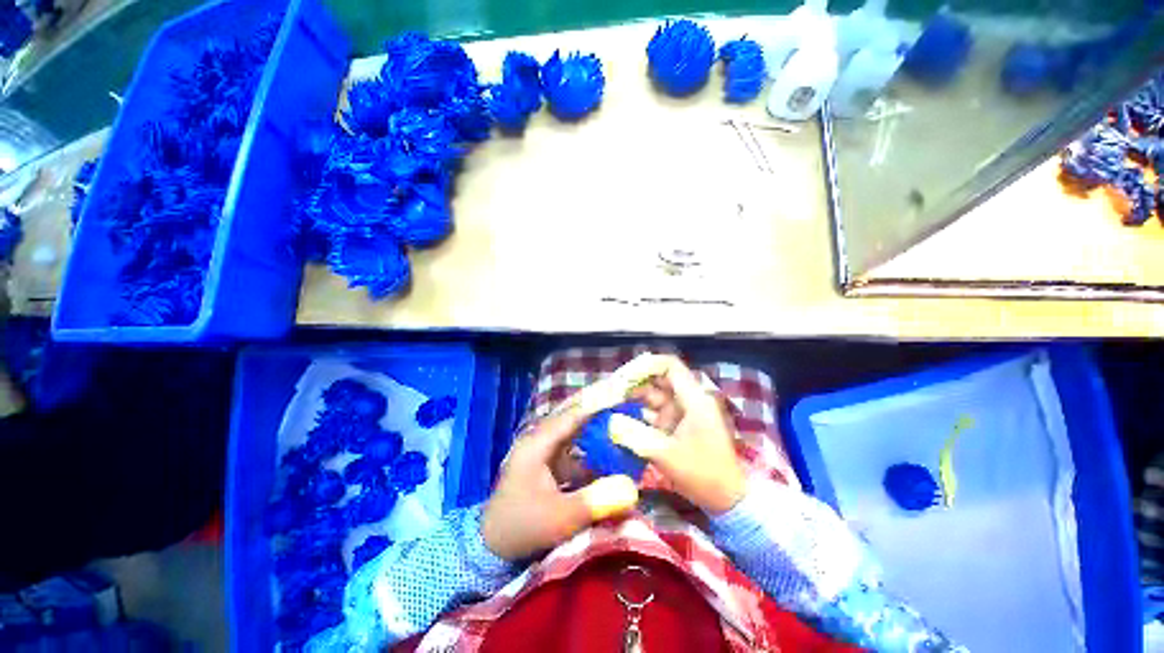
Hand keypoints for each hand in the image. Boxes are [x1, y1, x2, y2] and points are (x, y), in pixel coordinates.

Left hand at [481, 403, 638, 560]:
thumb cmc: (522, 527)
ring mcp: (541, 452)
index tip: (621, 399)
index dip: (596, 406)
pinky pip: (571, 451)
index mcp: (537, 444)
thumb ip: (595, 501)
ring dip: (594, 432)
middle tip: (623, 407)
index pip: (571, 416)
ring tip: (620, 429)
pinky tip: (606, 458)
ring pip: (572, 434)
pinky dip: (588, 452)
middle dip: (597, 414)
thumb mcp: (559, 518)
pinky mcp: (545, 465)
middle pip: (572, 419)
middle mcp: (539, 441)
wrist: (491, 547)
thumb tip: (632, 488)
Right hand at [612, 355, 745, 514]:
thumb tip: (609, 421)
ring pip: (653, 396)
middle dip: (633, 382)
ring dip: (632, 398)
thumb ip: (636, 436)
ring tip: (608, 403)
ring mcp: (681, 413)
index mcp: (693, 398)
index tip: (623, 376)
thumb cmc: (703, 474)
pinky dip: (637, 414)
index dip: (645, 365)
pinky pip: (653, 413)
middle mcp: (687, 400)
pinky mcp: (675, 426)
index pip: (669, 366)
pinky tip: (618, 419)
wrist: (728, 500)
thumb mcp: (667, 454)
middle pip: (657, 379)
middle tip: (609, 390)